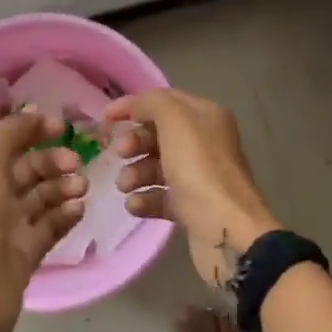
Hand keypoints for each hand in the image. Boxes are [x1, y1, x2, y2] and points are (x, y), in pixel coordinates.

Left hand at [0, 109, 86, 331]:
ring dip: (64, 187)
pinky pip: (51, 226)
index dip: (33, 131)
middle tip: (76, 163)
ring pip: (43, 197)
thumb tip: (32, 114)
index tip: (62, 127)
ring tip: (81, 188)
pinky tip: (78, 210)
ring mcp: (9, 225)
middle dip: (53, 161)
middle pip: (29, 169)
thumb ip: (11, 132)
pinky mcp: (27, 251)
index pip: (7, 143)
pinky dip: (65, 215)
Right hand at [102, 89, 279, 287]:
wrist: (226, 230)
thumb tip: (138, 108)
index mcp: (206, 116)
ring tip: (125, 185)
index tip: (104, 118)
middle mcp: (205, 142)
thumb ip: (152, 103)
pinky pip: (160, 196)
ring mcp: (199, 176)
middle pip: (158, 134)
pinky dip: (145, 199)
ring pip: (156, 166)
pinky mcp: (192, 207)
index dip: (133, 105)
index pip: (164, 101)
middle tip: (120, 154)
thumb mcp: (175, 121)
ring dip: (135, 173)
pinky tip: (135, 205)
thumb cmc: (199, 168)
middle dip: (134, 142)